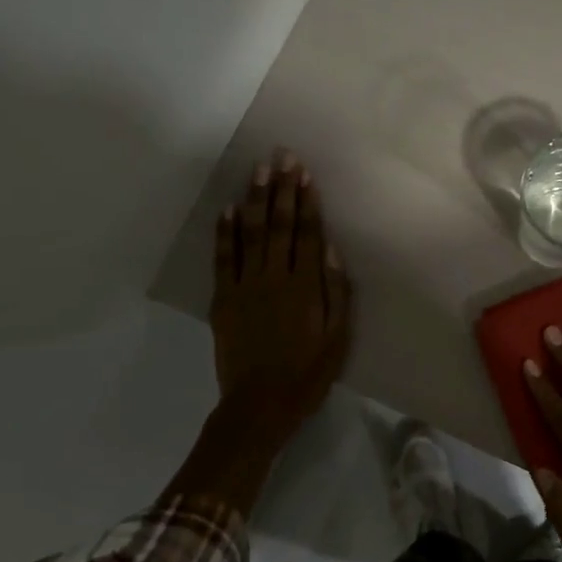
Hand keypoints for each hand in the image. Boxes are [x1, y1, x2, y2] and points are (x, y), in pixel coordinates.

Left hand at [208, 152, 351, 445]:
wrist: (259, 405)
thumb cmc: (307, 373)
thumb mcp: (338, 338)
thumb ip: (337, 292)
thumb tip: (333, 250)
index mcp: (305, 286)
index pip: (308, 234)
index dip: (307, 201)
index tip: (305, 173)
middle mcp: (275, 277)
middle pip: (280, 225)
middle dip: (281, 188)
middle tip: (282, 156)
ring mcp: (245, 286)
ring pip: (251, 234)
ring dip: (255, 200)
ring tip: (258, 170)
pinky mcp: (223, 298)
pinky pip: (223, 259)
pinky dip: (224, 233)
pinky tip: (227, 209)